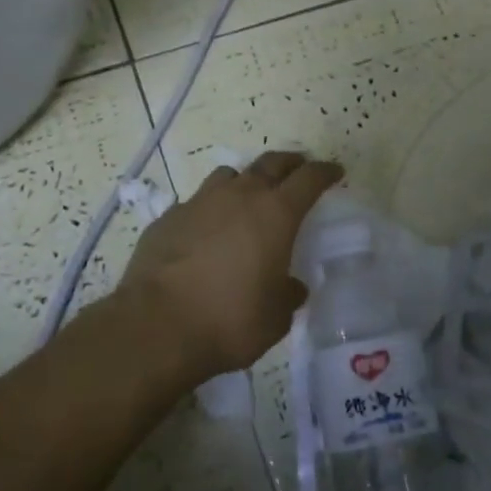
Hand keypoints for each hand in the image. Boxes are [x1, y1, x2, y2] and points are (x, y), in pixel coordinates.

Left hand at [118, 152, 343, 383]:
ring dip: (245, 182)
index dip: (325, 172)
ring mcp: (199, 202)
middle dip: (290, 164)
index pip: (309, 179)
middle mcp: (240, 196)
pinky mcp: (168, 218)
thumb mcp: (275, 317)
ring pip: (229, 176)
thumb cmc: (229, 320)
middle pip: (271, 163)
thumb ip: (287, 295)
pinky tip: (205, 233)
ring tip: (248, 198)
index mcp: (276, 213)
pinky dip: (208, 211)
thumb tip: (291, 287)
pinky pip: (196, 203)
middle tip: (299, 170)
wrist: (155, 327)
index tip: (335, 172)